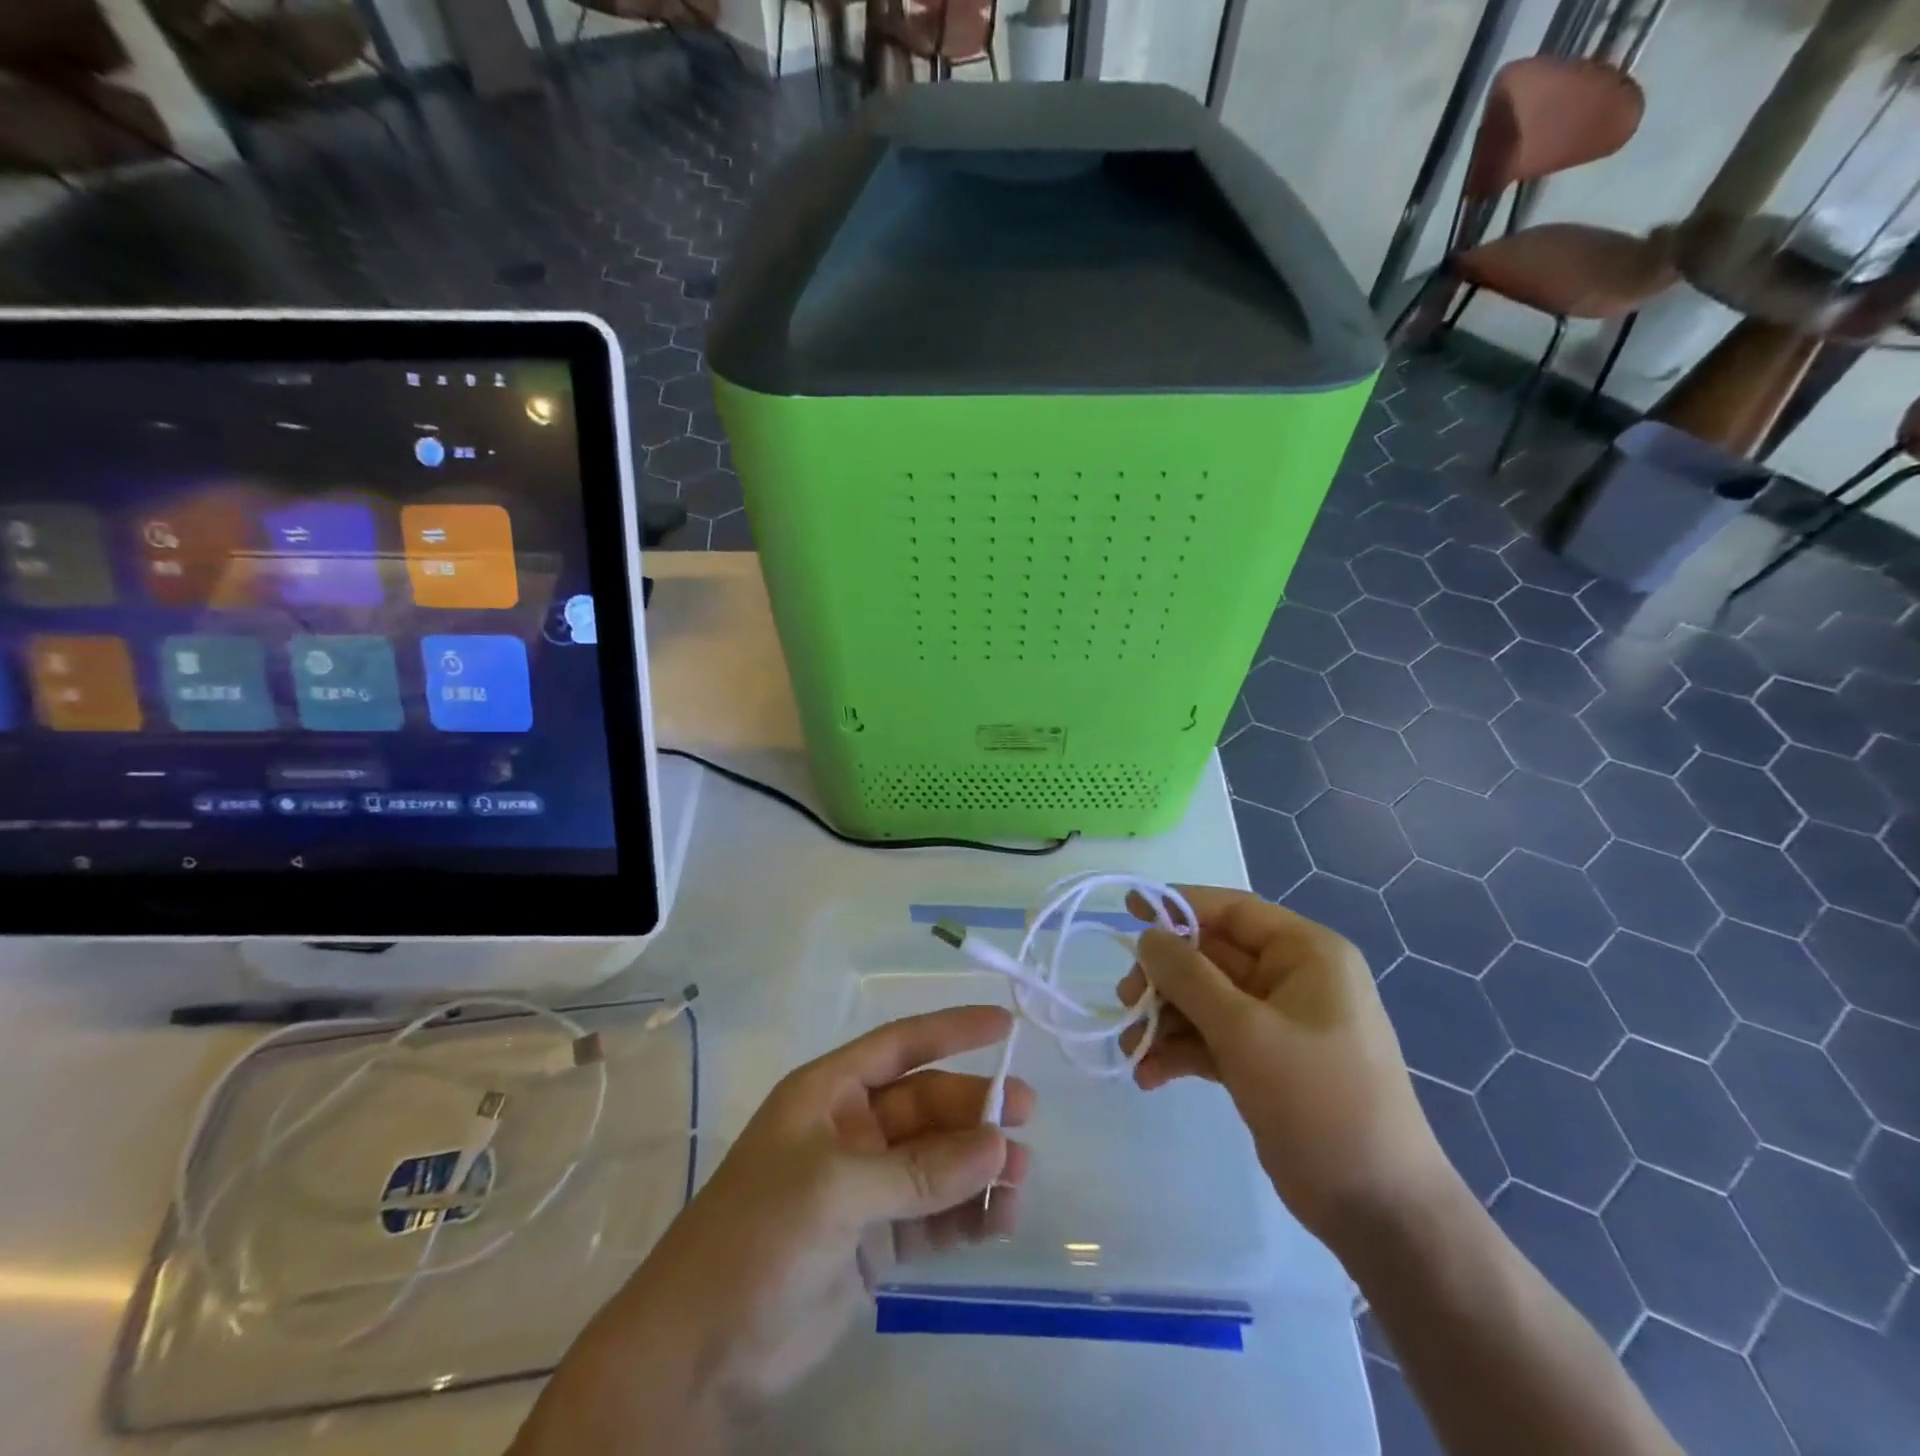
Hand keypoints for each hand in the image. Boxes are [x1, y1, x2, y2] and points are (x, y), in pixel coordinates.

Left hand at [513, 1008, 1032, 1453]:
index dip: (951, 1030)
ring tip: (1019, 1181)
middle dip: (975, 1111)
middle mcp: (851, 1130)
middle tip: (1026, 1120)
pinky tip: (998, 1221)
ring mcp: (866, 1187)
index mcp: (829, 1094)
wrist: (699, 1355)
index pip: (899, 1046)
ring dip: (978, 1167)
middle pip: (927, 1106)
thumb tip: (998, 1147)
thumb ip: (919, 1171)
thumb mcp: (836, 1191)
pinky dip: (967, 1215)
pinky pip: (934, 1215)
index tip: (1004, 1024)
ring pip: (937, 1162)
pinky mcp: (877, 1241)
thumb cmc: (757, 1239)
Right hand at [1118, 885, 1448, 1243]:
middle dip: (1164, 979)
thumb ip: (1189, 977)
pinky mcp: (1264, 1063)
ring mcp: (1277, 1023)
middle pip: (1210, 957)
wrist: (1379, 1210)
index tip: (1128, 910)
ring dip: (1164, 1020)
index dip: (1178, 905)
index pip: (1232, 911)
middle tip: (1125, 1001)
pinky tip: (1150, 1076)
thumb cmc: (1319, 1099)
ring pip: (1204, 1000)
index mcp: (1306, 953)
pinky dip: (1180, 1051)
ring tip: (1131, 1049)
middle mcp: (1292, 979)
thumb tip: (1148, 936)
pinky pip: (1211, 1039)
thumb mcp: (1246, 1031)